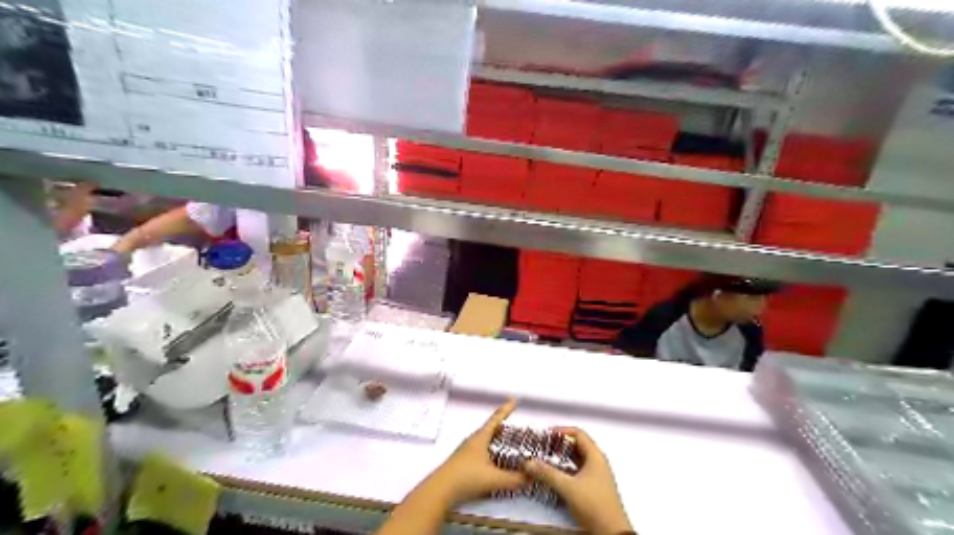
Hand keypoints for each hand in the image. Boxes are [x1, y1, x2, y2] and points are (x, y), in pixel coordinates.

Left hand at [425, 401, 528, 505]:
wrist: (439, 491)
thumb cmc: (466, 478)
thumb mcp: (494, 479)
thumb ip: (515, 479)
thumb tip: (531, 477)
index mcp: (480, 438)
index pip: (496, 419)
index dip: (506, 409)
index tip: (514, 399)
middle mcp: (473, 440)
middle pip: (490, 429)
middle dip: (503, 426)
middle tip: (517, 428)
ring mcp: (466, 451)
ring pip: (485, 440)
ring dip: (497, 440)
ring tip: (509, 444)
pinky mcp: (463, 462)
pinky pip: (481, 451)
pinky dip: (491, 451)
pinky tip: (495, 462)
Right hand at [521, 429, 631, 534]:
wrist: (611, 533)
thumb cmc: (595, 506)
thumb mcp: (568, 488)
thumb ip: (547, 473)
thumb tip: (529, 462)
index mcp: (595, 456)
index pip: (578, 434)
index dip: (562, 431)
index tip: (546, 435)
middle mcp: (597, 463)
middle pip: (577, 446)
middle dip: (559, 445)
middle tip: (543, 447)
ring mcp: (596, 476)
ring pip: (576, 460)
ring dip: (561, 458)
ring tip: (545, 460)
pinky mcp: (593, 488)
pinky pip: (577, 472)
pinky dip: (565, 470)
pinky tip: (554, 476)